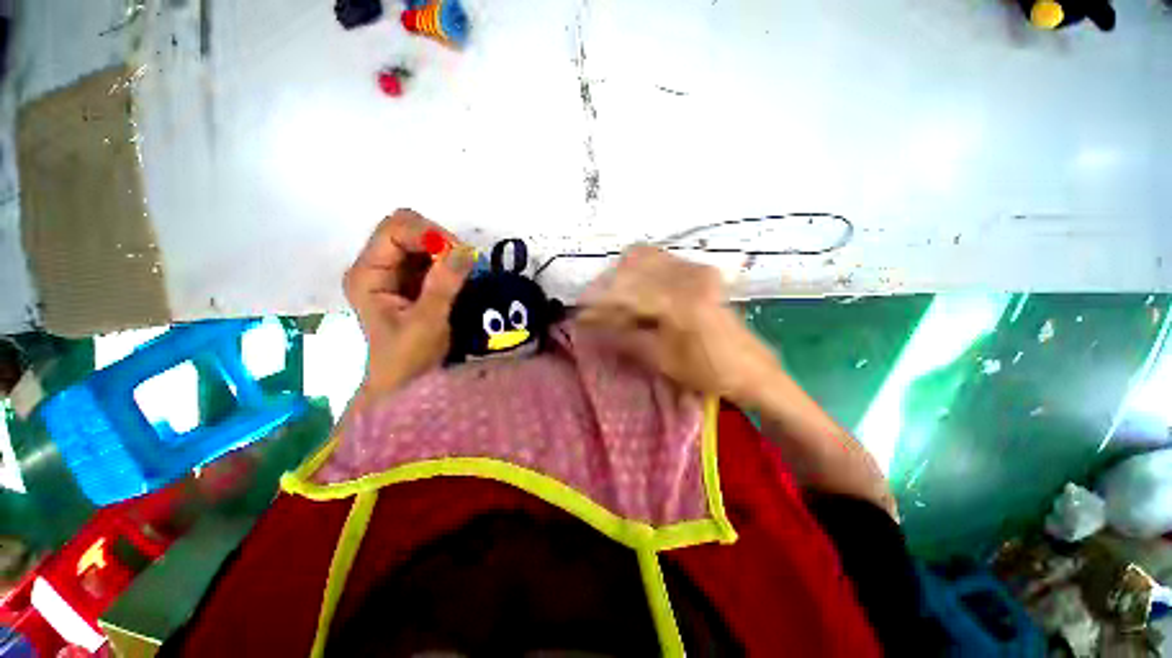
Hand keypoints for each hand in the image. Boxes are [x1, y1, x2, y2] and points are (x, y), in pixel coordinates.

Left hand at [343, 209, 474, 395]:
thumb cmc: (408, 358)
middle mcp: (378, 266)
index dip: (428, 234)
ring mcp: (396, 273)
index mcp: (368, 274)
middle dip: (440, 241)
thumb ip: (443, 285)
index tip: (458, 254)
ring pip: (423, 242)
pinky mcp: (413, 281)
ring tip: (466, 273)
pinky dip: (450, 262)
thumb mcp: (427, 322)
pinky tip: (460, 278)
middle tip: (465, 263)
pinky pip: (434, 258)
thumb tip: (466, 250)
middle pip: (408, 229)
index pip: (394, 230)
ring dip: (448, 252)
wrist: (406, 383)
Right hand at [577, 246, 779, 404]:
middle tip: (594, 308)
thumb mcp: (660, 360)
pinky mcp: (700, 271)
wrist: (750, 368)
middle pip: (631, 266)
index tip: (580, 316)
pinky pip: (661, 260)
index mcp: (678, 302)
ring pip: (645, 257)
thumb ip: (624, 337)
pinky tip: (634, 290)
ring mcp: (696, 269)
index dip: (598, 305)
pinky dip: (640, 271)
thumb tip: (591, 326)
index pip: (625, 293)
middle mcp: (688, 275)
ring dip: (622, 276)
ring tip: (612, 300)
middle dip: (607, 286)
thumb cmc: (706, 371)